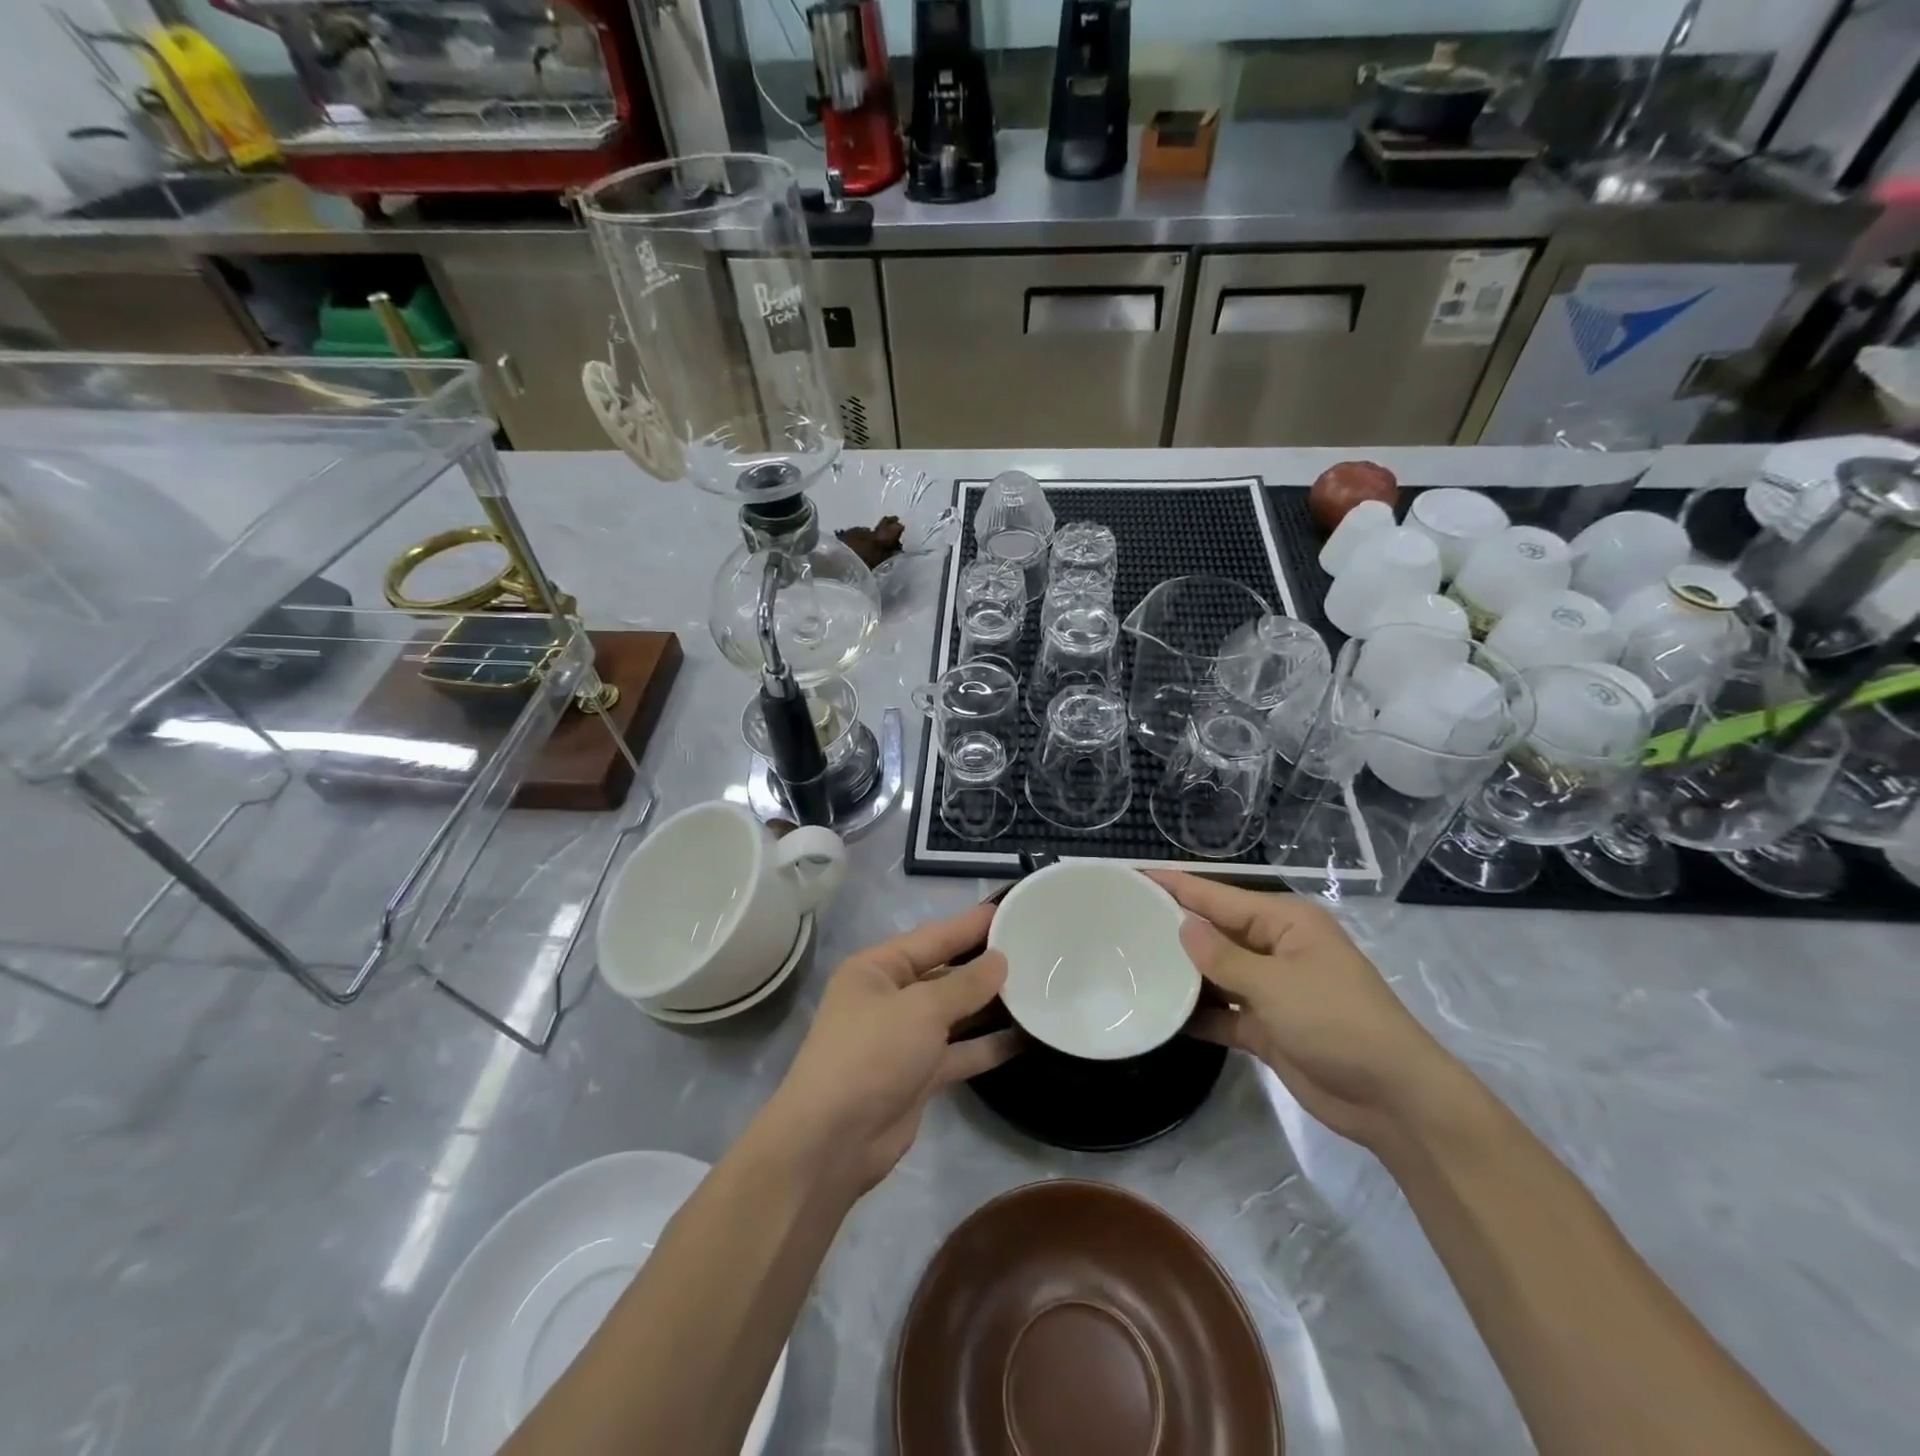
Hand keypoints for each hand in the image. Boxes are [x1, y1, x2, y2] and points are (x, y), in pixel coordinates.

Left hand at [768, 903, 1019, 1194]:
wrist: (832, 1141)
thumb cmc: (871, 1054)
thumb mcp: (921, 1009)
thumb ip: (965, 984)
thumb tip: (999, 960)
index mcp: (877, 969)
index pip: (933, 937)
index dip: (970, 924)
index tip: (1009, 909)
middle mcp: (889, 998)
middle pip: (945, 973)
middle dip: (984, 964)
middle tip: (1033, 948)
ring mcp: (904, 1038)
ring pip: (955, 1014)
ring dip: (990, 1005)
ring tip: (1038, 988)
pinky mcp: (918, 1075)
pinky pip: (960, 1051)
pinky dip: (987, 1045)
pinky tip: (1024, 1037)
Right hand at [1150, 872, 1467, 1149]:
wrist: (1393, 1100)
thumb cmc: (1338, 1023)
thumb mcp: (1276, 984)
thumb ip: (1223, 958)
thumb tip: (1182, 927)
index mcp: (1284, 923)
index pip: (1217, 897)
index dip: (1175, 886)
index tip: (1133, 874)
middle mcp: (1275, 949)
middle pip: (1213, 932)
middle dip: (1172, 928)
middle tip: (1118, 921)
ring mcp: (1270, 990)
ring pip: (1214, 973)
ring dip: (1181, 973)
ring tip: (1128, 963)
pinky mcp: (1266, 1027)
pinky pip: (1221, 1012)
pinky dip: (1196, 1014)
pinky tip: (1158, 1012)